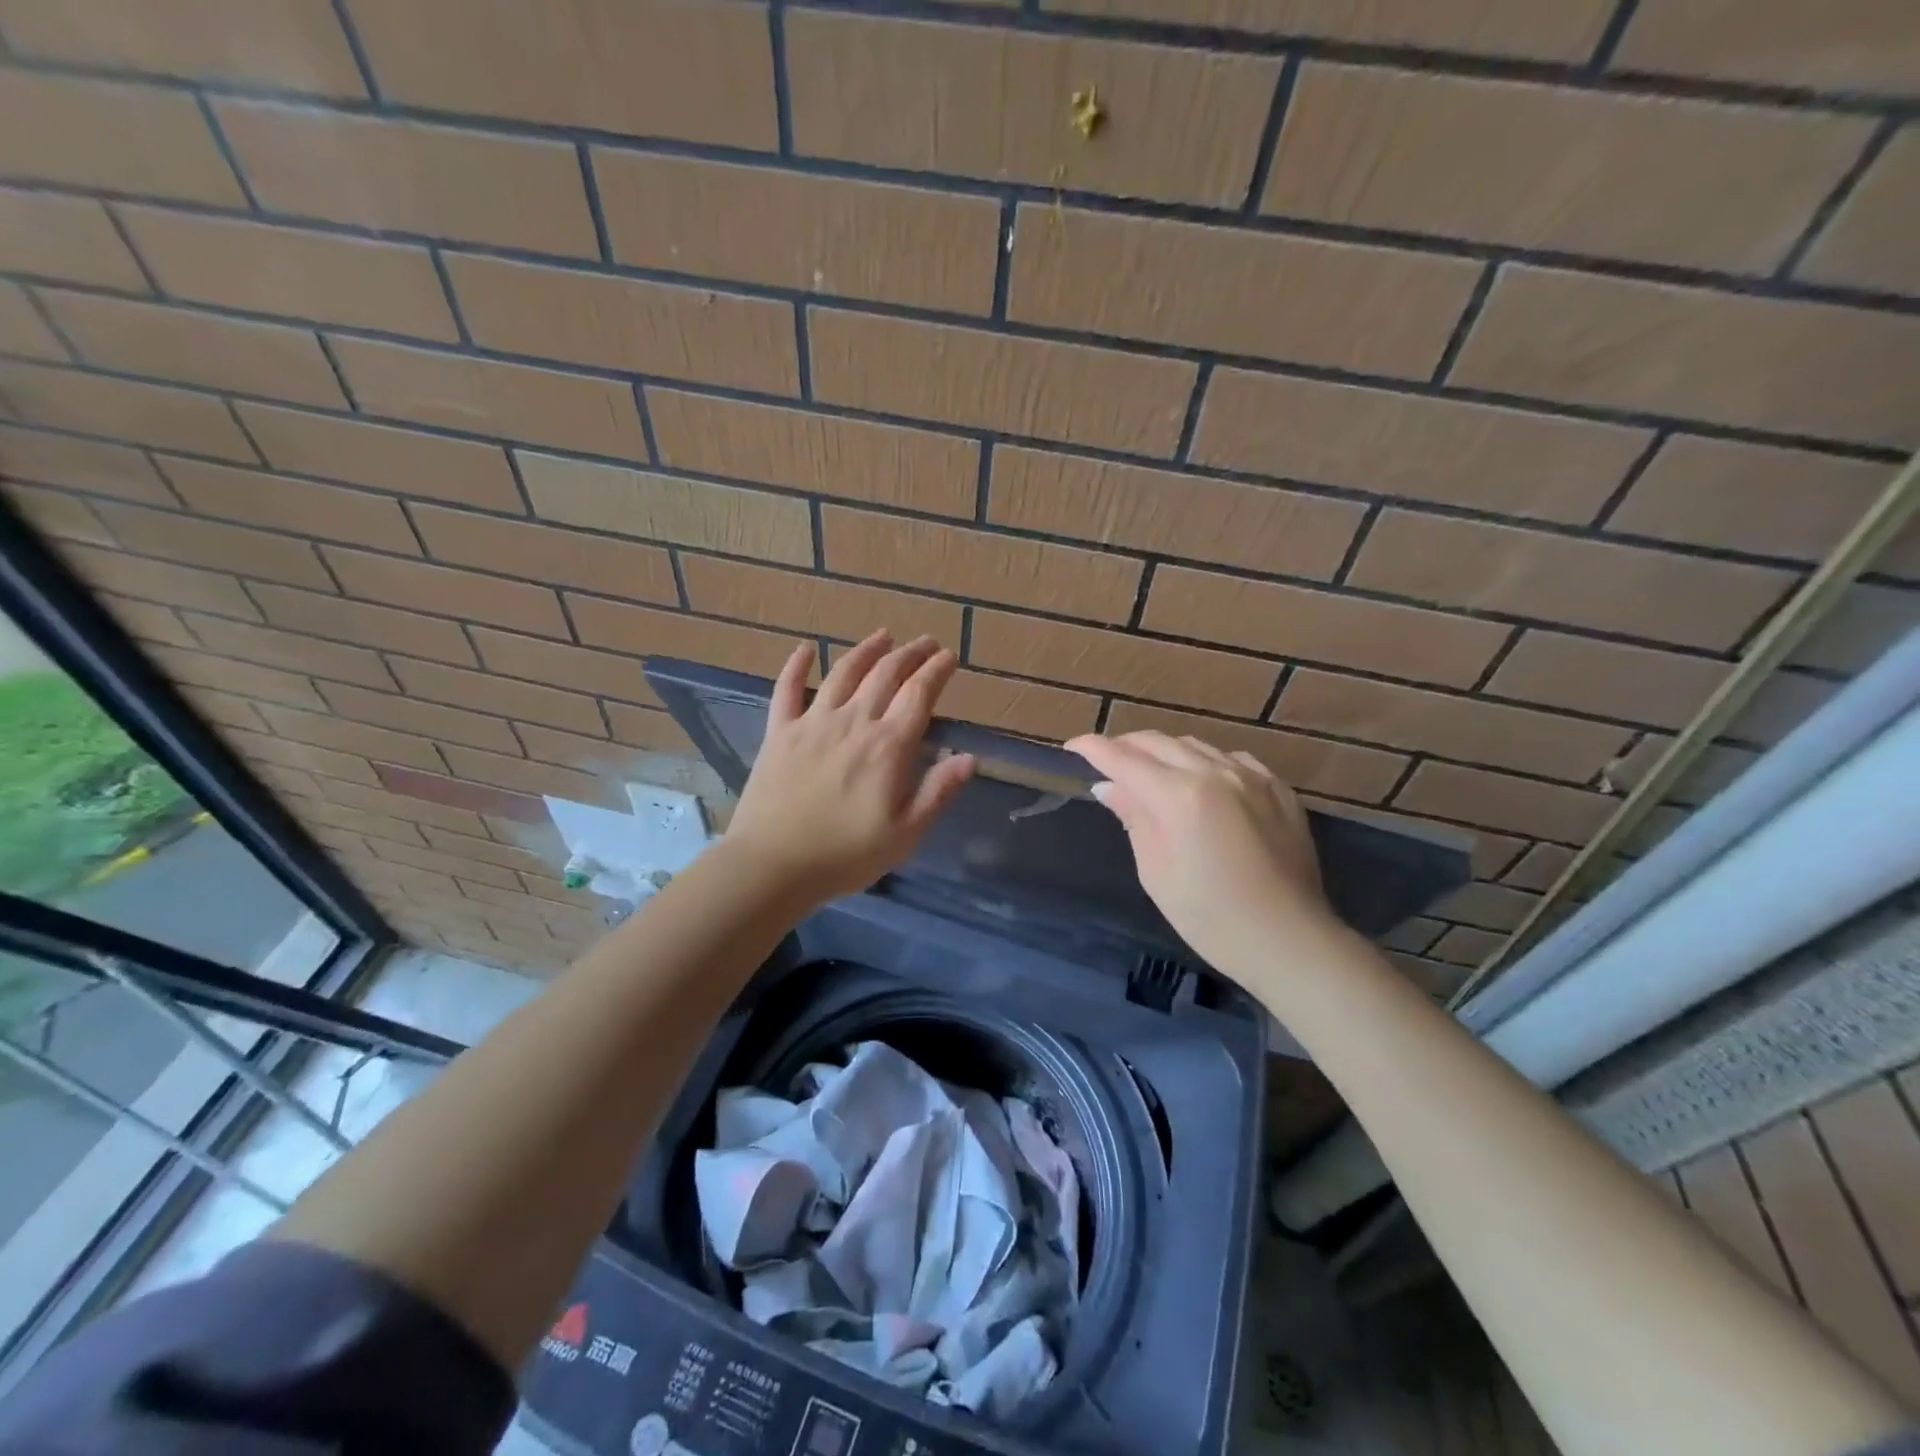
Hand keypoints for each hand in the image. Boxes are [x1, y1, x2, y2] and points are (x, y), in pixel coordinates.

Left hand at [726, 632, 974, 903]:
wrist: (773, 865)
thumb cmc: (846, 855)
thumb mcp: (905, 834)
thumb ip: (938, 792)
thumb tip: (970, 758)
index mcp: (888, 746)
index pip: (919, 695)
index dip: (937, 671)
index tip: (950, 657)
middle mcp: (853, 722)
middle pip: (885, 675)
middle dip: (910, 653)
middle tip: (925, 642)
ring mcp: (812, 723)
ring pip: (844, 673)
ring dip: (867, 650)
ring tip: (883, 635)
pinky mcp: (779, 732)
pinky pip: (787, 689)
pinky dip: (797, 665)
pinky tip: (806, 649)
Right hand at [1065, 731, 1337, 974]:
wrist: (1288, 940)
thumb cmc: (1210, 917)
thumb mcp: (1156, 872)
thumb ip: (1133, 818)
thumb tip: (1109, 786)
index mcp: (1179, 795)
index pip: (1122, 757)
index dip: (1092, 749)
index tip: (1071, 748)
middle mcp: (1215, 772)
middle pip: (1157, 742)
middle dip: (1124, 746)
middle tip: (1105, 764)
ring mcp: (1252, 776)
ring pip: (1194, 744)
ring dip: (1164, 752)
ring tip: (1150, 772)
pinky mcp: (1278, 788)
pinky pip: (1231, 759)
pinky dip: (1205, 762)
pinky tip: (1202, 782)